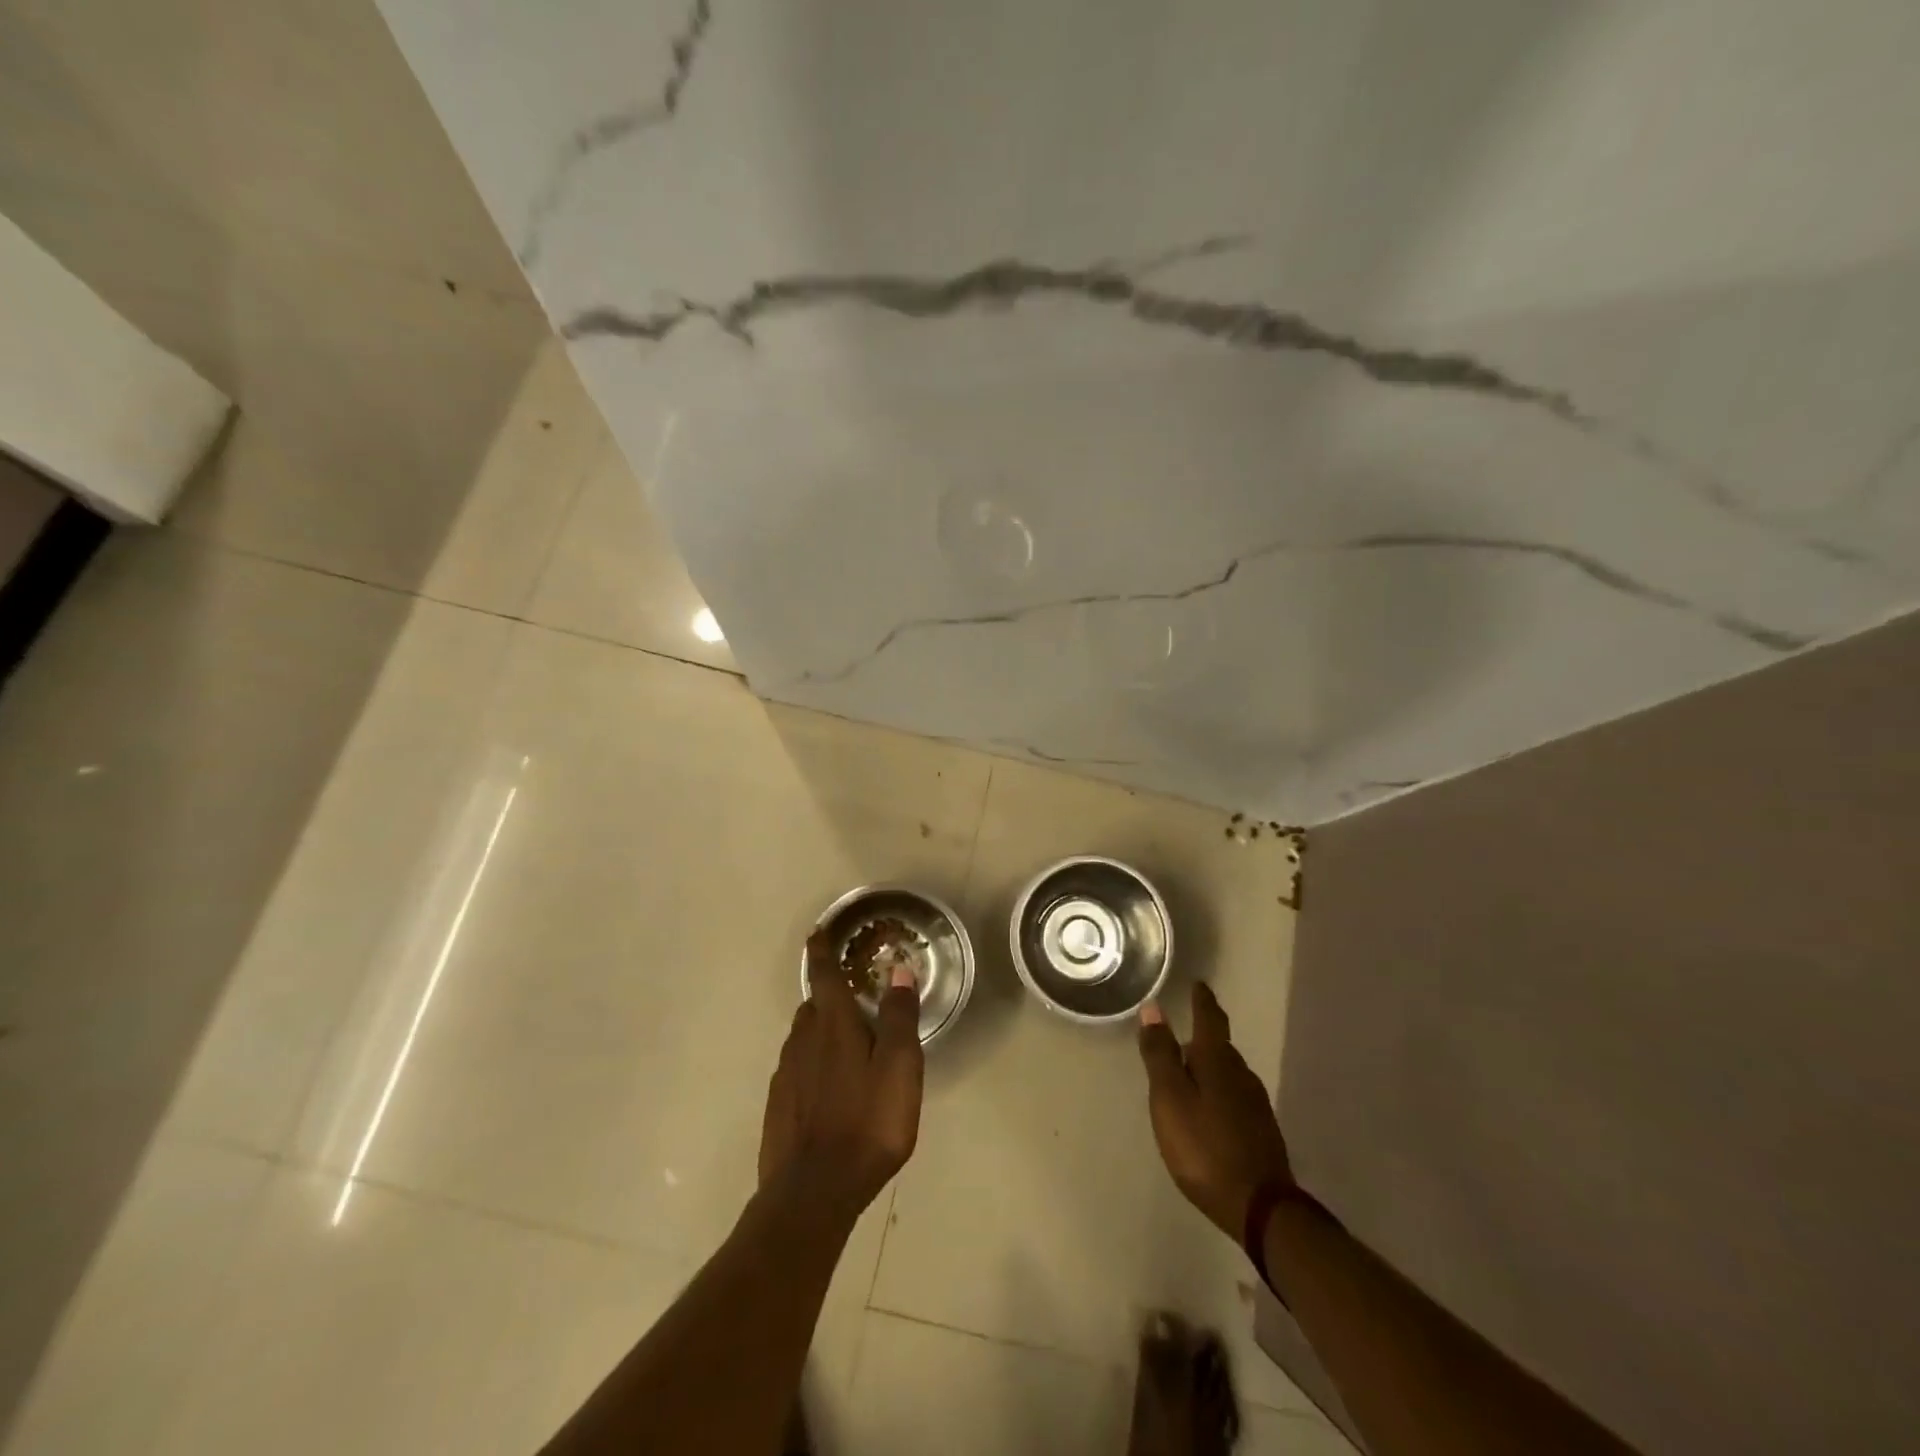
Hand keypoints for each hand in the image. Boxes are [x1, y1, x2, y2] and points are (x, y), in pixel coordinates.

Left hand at [758, 931, 923, 1221]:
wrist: (812, 1192)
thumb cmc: (866, 1123)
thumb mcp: (900, 1068)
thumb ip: (900, 1017)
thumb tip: (898, 970)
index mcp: (833, 1025)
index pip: (823, 974)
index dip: (822, 949)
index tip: (819, 931)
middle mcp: (803, 1040)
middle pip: (814, 1005)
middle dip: (830, 994)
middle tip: (854, 997)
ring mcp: (785, 1073)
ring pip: (804, 1037)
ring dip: (822, 1030)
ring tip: (847, 1043)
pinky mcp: (778, 1104)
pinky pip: (797, 1068)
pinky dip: (813, 1063)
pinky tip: (830, 1087)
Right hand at [1138, 982, 1292, 1237]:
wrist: (1260, 1206)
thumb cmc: (1204, 1146)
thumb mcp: (1170, 1098)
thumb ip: (1160, 1054)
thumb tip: (1153, 1008)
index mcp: (1217, 1060)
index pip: (1209, 1018)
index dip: (1202, 1000)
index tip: (1199, 984)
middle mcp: (1241, 1074)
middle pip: (1220, 1045)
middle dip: (1203, 1036)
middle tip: (1184, 1031)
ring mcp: (1255, 1103)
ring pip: (1229, 1072)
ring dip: (1211, 1066)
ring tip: (1192, 1070)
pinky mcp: (1261, 1131)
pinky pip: (1235, 1097)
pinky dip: (1220, 1092)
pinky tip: (1211, 1108)